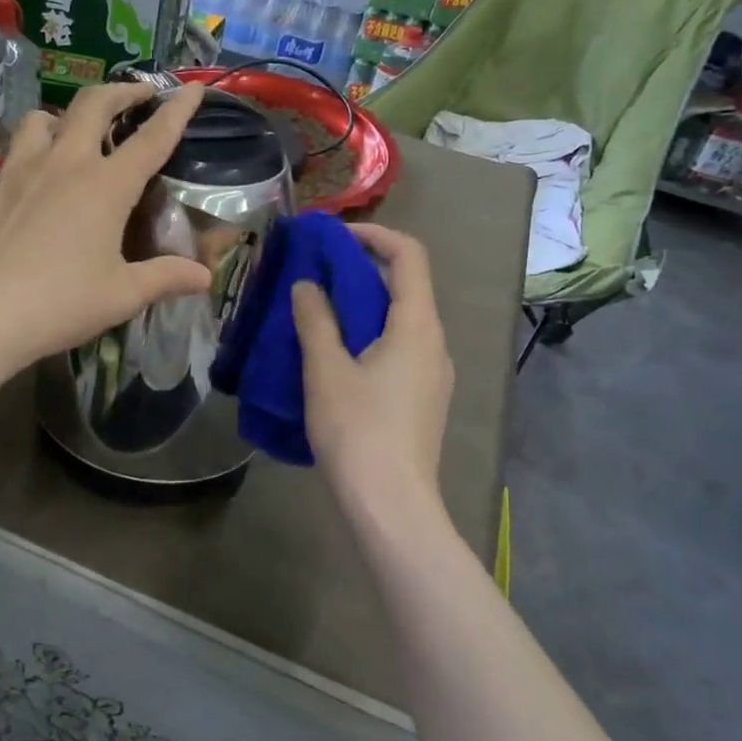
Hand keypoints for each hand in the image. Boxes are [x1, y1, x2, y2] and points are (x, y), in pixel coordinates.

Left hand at [0, 83, 212, 375]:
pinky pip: (16, 150)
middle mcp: (64, 163)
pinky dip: (35, 148)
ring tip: (76, 133)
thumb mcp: (123, 295)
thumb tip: (205, 277)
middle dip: (122, 90)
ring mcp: (21, 170)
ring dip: (67, 116)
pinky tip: (36, 179)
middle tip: (138, 94)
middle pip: (94, 104)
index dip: (177, 110)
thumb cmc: (60, 303)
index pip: (152, 137)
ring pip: (44, 118)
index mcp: (106, 185)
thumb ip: (166, 278)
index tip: (193, 89)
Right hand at [290, 225, 452, 525]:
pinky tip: (336, 357)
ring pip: (400, 320)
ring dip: (362, 306)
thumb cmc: (358, 431)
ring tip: (317, 314)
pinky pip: (399, 349)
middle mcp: (434, 342)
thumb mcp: (325, 370)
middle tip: (314, 275)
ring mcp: (434, 373)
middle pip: (405, 286)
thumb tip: (307, 284)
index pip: (409, 255)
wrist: (392, 505)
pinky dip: (369, 336)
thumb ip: (315, 320)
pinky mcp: (424, 398)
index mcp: (417, 326)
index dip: (373, 234)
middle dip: (360, 271)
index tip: (333, 237)